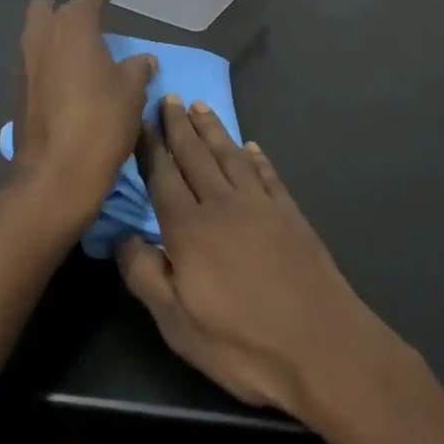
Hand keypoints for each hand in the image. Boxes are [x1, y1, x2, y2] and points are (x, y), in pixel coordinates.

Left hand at [6, 0, 155, 236]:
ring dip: (52, 36)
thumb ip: (137, 69)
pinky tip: (66, 81)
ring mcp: (24, 65)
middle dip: (63, 11)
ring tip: (79, 53)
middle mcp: (42, 38)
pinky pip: (31, 63)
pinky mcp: (16, 93)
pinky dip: (46, 62)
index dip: (99, 0)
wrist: (55, 176)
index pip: (86, 1)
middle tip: (87, 24)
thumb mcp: (132, 93)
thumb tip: (143, 59)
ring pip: (34, 35)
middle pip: (44, 8)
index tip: (109, 2)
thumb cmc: (101, 123)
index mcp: (72, 28)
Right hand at [116, 100, 395, 420]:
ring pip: (230, 156)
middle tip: (169, 98)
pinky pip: (267, 174)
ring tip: (201, 107)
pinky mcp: (290, 213)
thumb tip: (120, 237)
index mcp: (190, 230)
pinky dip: (256, 157)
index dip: (150, 147)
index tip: (140, 119)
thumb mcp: (179, 325)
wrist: (322, 345)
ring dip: (213, 130)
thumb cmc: (243, 344)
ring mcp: (260, 205)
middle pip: (196, 156)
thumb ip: (146, 277)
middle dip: (179, 126)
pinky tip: (250, 147)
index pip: (163, 177)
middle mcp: (223, 205)